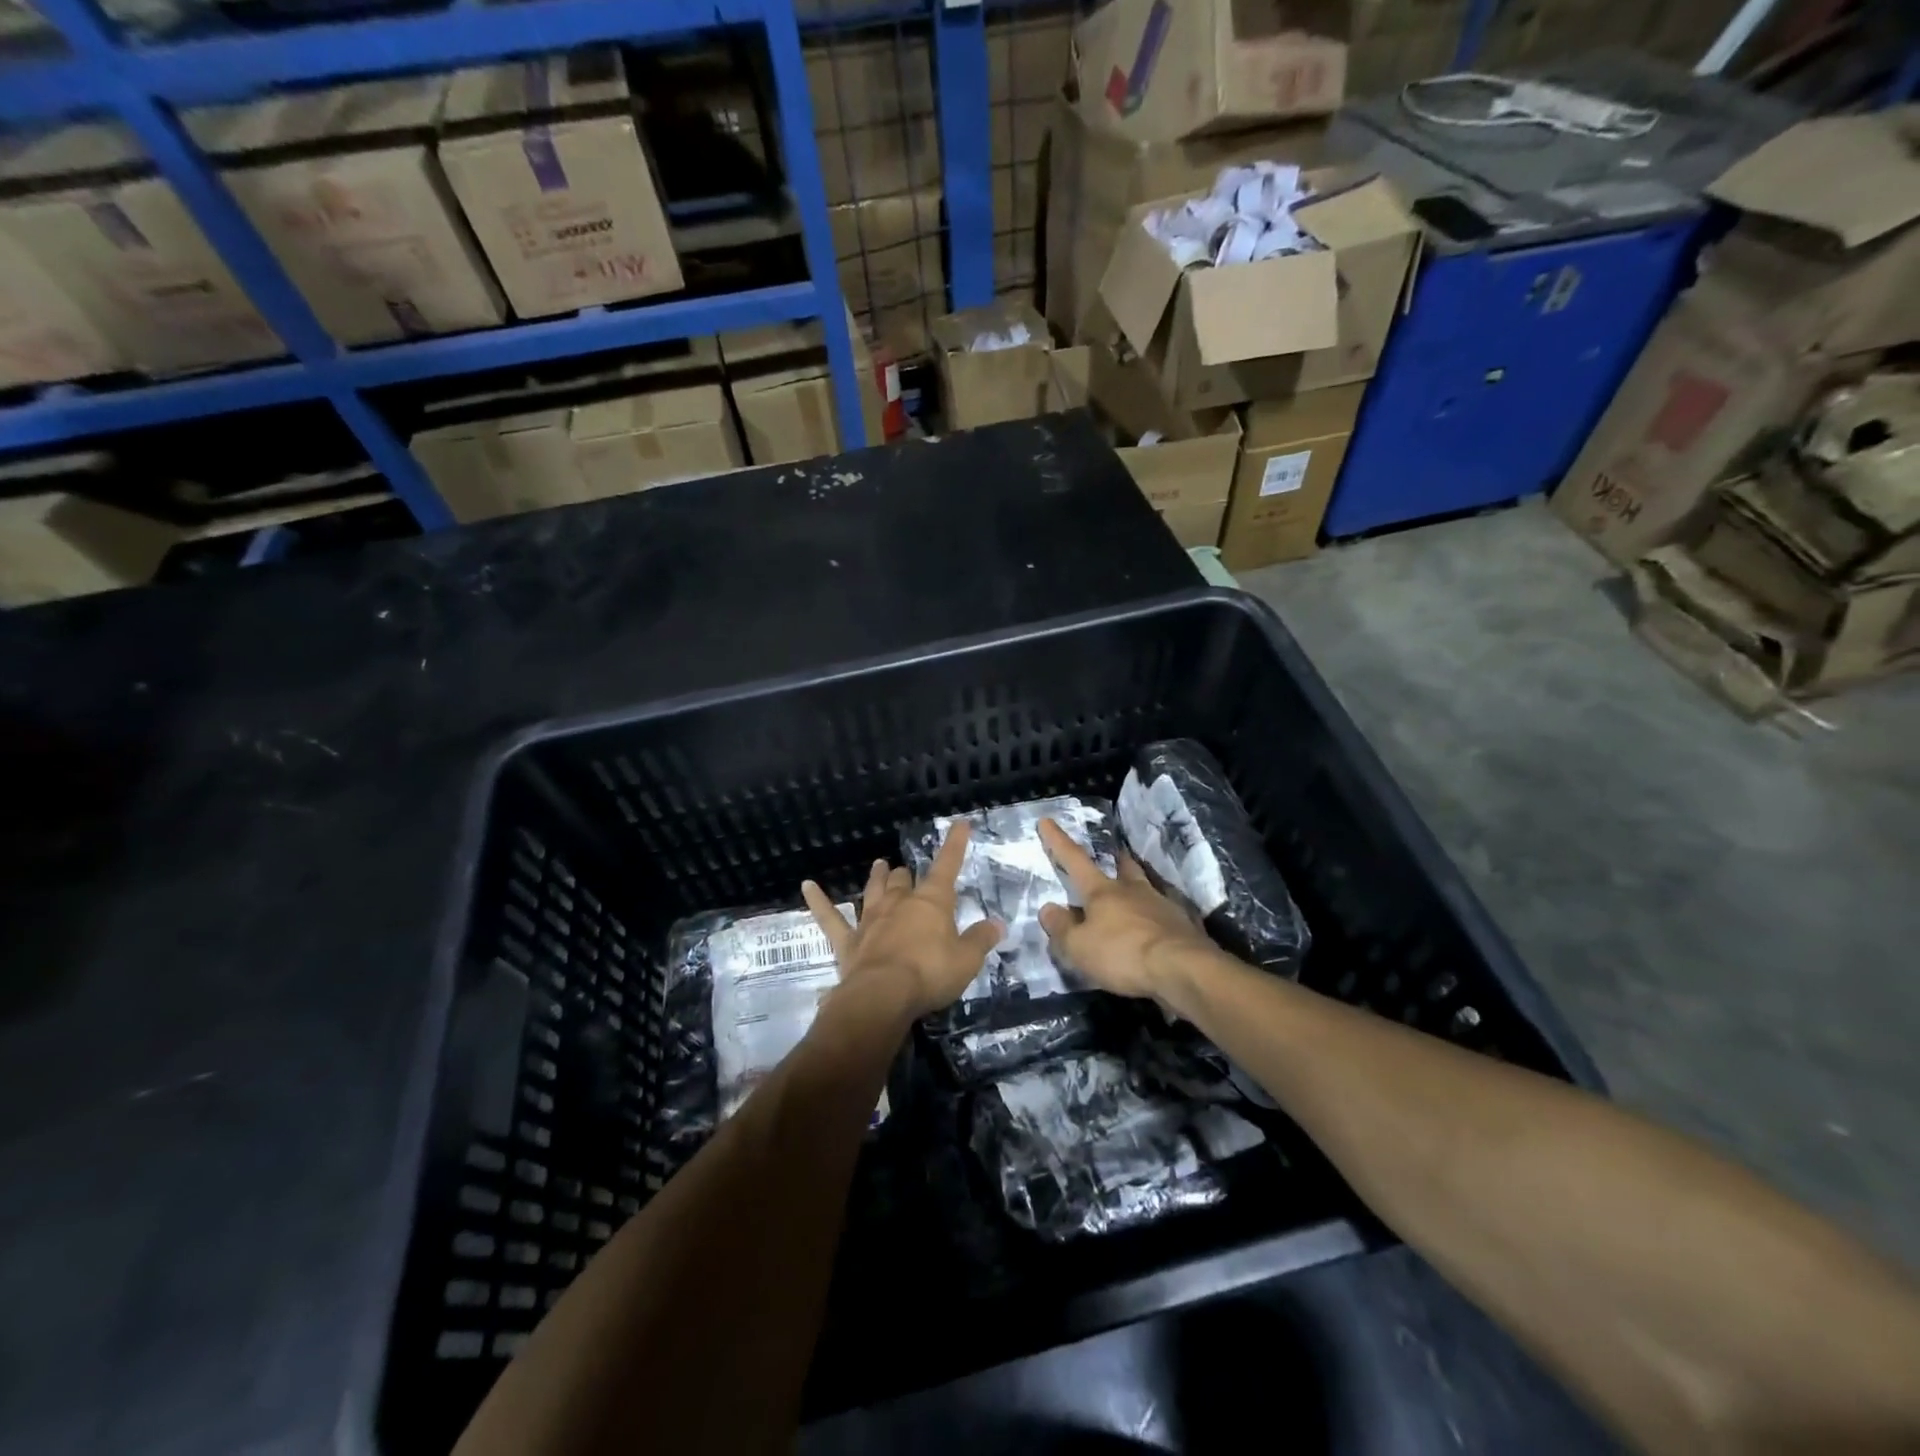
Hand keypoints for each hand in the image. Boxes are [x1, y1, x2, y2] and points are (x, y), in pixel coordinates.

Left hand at [801, 819, 1002, 1023]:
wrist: (883, 996)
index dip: (955, 845)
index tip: (960, 824)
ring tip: (878, 864)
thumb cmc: (930, 974)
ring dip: (876, 877)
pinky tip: (806, 886)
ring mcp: (871, 920)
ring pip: (873, 891)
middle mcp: (899, 903)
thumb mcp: (967, 960)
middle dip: (907, 874)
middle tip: (908, 871)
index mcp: (931, 903)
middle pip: (903, 880)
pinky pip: (829, 917)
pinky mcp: (848, 941)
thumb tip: (996, 924)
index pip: (947, 866)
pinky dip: (818, 901)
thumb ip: (981, 940)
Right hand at [1036, 818, 1213, 999]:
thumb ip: (1062, 928)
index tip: (1047, 821)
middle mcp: (1132, 891)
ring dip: (1137, 886)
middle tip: (1113, 854)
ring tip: (1134, 891)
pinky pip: (1164, 913)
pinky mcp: (1183, 926)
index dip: (1058, 841)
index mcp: (1102, 892)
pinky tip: (1155, 926)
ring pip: (1146, 887)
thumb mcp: (1079, 947)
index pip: (1075, 860)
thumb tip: (1048, 908)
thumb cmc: (1123, 954)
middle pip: (1123, 867)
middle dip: (1115, 859)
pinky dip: (1156, 916)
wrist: (1183, 970)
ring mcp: (1162, 906)